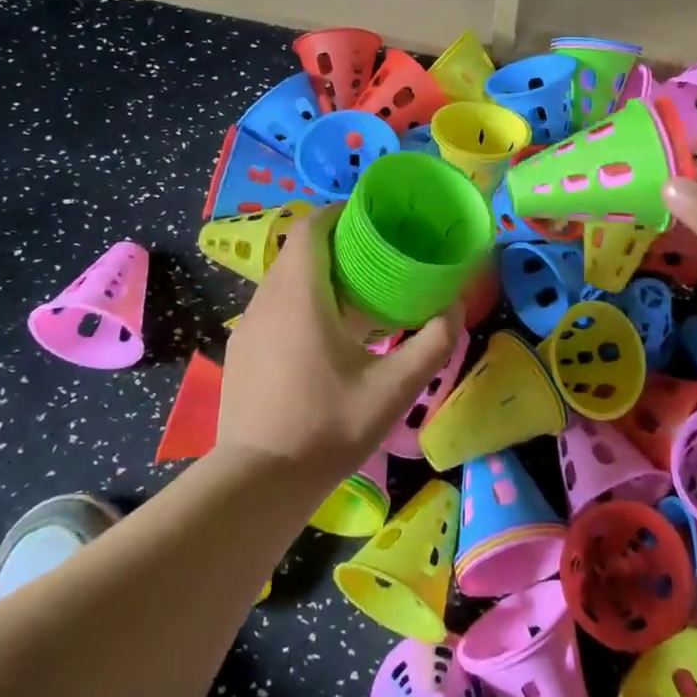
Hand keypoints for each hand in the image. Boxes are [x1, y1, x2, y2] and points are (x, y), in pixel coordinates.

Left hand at [219, 206, 461, 490]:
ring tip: (356, 296)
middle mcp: (266, 300)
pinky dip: (299, 302)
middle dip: (335, 244)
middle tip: (376, 258)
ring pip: (283, 280)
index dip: (338, 213)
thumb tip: (455, 307)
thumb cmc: (328, 427)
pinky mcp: (240, 352)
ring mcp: (247, 327)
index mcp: (299, 295)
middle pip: (298, 251)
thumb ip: (433, 342)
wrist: (258, 483)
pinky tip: (325, 336)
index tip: (371, 219)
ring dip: (317, 275)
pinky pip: (272, 307)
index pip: (310, 227)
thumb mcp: (394, 389)